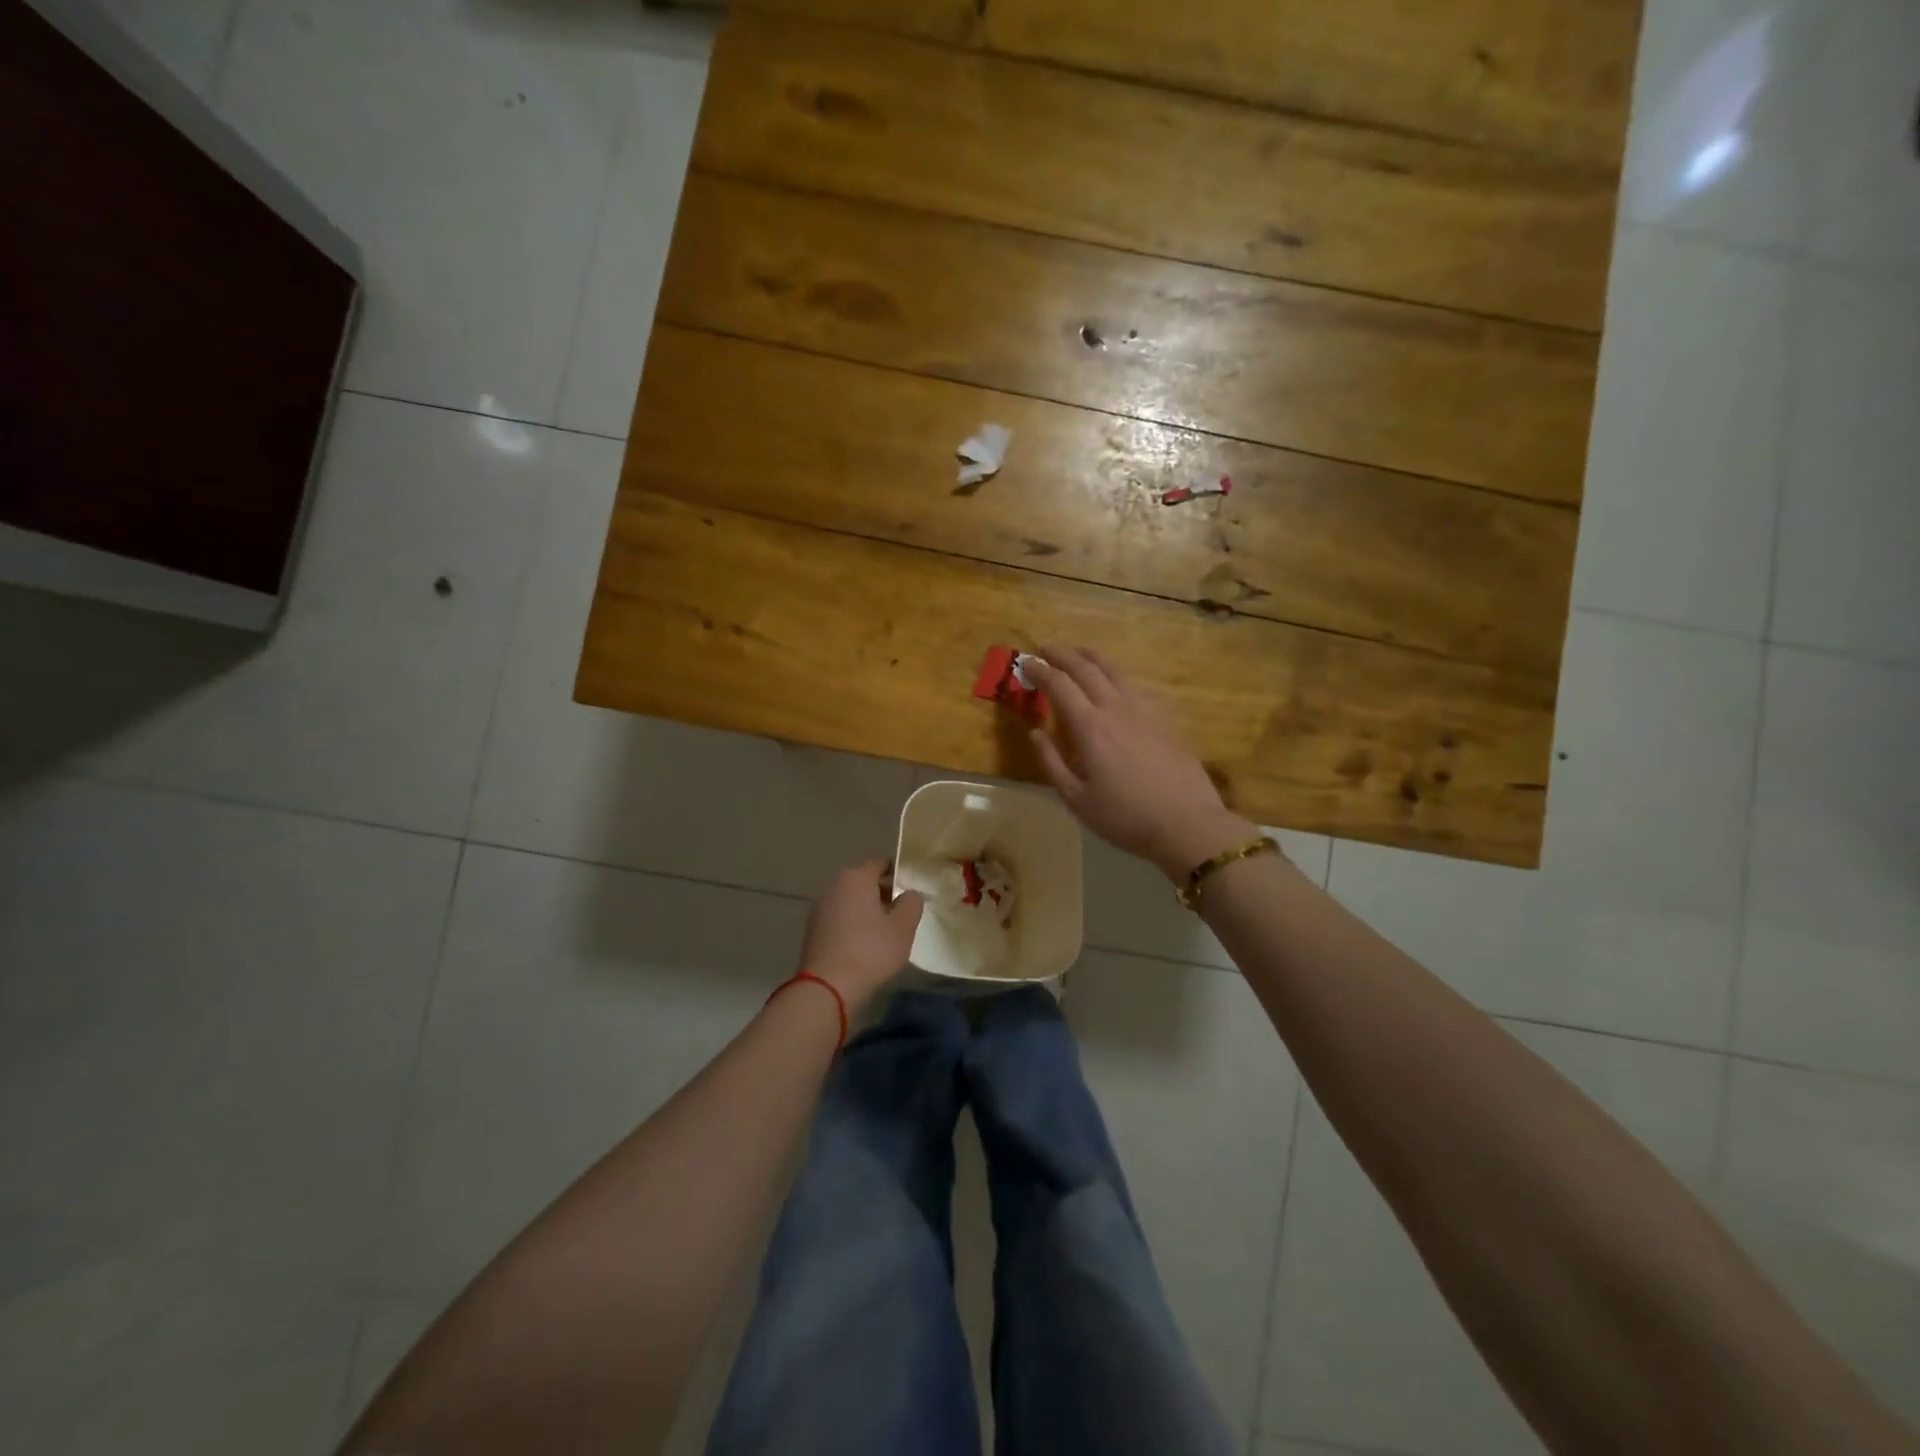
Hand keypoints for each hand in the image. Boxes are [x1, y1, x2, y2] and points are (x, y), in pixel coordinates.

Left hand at [798, 860, 924, 1012]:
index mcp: (856, 877)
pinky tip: (863, 946)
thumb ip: (912, 903)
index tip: (912, 889)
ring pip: (850, 901)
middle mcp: (833, 886)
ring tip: (884, 932)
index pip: (881, 864)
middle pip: (863, 882)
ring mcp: (819, 908)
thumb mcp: (903, 927)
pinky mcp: (811, 930)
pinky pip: (838, 919)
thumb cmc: (870, 951)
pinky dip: (851, 925)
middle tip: (902, 913)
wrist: (826, 987)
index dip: (899, 873)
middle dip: (883, 893)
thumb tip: (909, 894)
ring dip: (866, 911)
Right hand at [1026, 646, 1258, 880]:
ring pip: (1115, 671)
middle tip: (1046, 648)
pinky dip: (1117, 675)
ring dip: (1092, 657)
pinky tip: (1116, 682)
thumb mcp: (1077, 799)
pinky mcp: (1164, 718)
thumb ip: (1052, 762)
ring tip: (1079, 652)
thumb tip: (1035, 733)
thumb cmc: (1125, 816)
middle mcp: (1116, 708)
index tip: (1026, 662)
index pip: (1059, 685)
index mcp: (1090, 727)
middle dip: (1063, 655)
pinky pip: (1135, 685)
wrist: (1186, 822)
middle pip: (1087, 669)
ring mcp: (1145, 710)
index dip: (1040, 670)